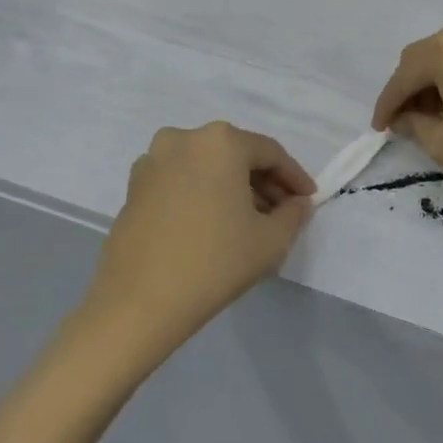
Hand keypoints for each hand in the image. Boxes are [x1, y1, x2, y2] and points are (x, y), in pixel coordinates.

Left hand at [84, 123, 314, 355]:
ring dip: (232, 187)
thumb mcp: (271, 240)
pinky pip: (181, 180)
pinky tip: (213, 225)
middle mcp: (183, 139)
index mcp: (220, 141)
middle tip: (282, 212)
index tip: (309, 200)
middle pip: (236, 155)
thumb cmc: (214, 262)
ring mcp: (152, 161)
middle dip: (263, 182)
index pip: (270, 153)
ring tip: (249, 222)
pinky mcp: (133, 188)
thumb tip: (296, 204)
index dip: (294, 177)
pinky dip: (203, 194)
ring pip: (207, 167)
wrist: (139, 303)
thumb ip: (293, 214)